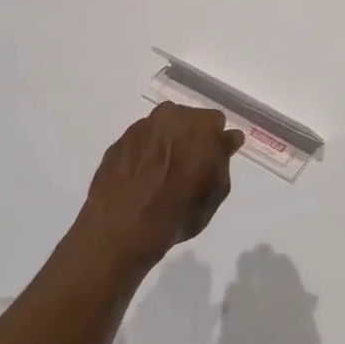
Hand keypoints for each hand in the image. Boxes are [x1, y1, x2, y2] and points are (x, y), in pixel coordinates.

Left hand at [77, 103, 243, 273]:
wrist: (122, 226)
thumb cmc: (179, 211)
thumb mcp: (216, 191)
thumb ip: (223, 158)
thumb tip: (227, 139)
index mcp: (201, 125)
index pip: (217, 123)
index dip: (216, 143)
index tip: (212, 160)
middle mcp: (170, 116)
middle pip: (187, 120)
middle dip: (191, 138)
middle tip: (187, 167)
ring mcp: (141, 127)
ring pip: (162, 129)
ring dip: (166, 143)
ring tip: (161, 174)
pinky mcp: (118, 141)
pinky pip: (140, 142)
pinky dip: (144, 153)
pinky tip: (141, 178)